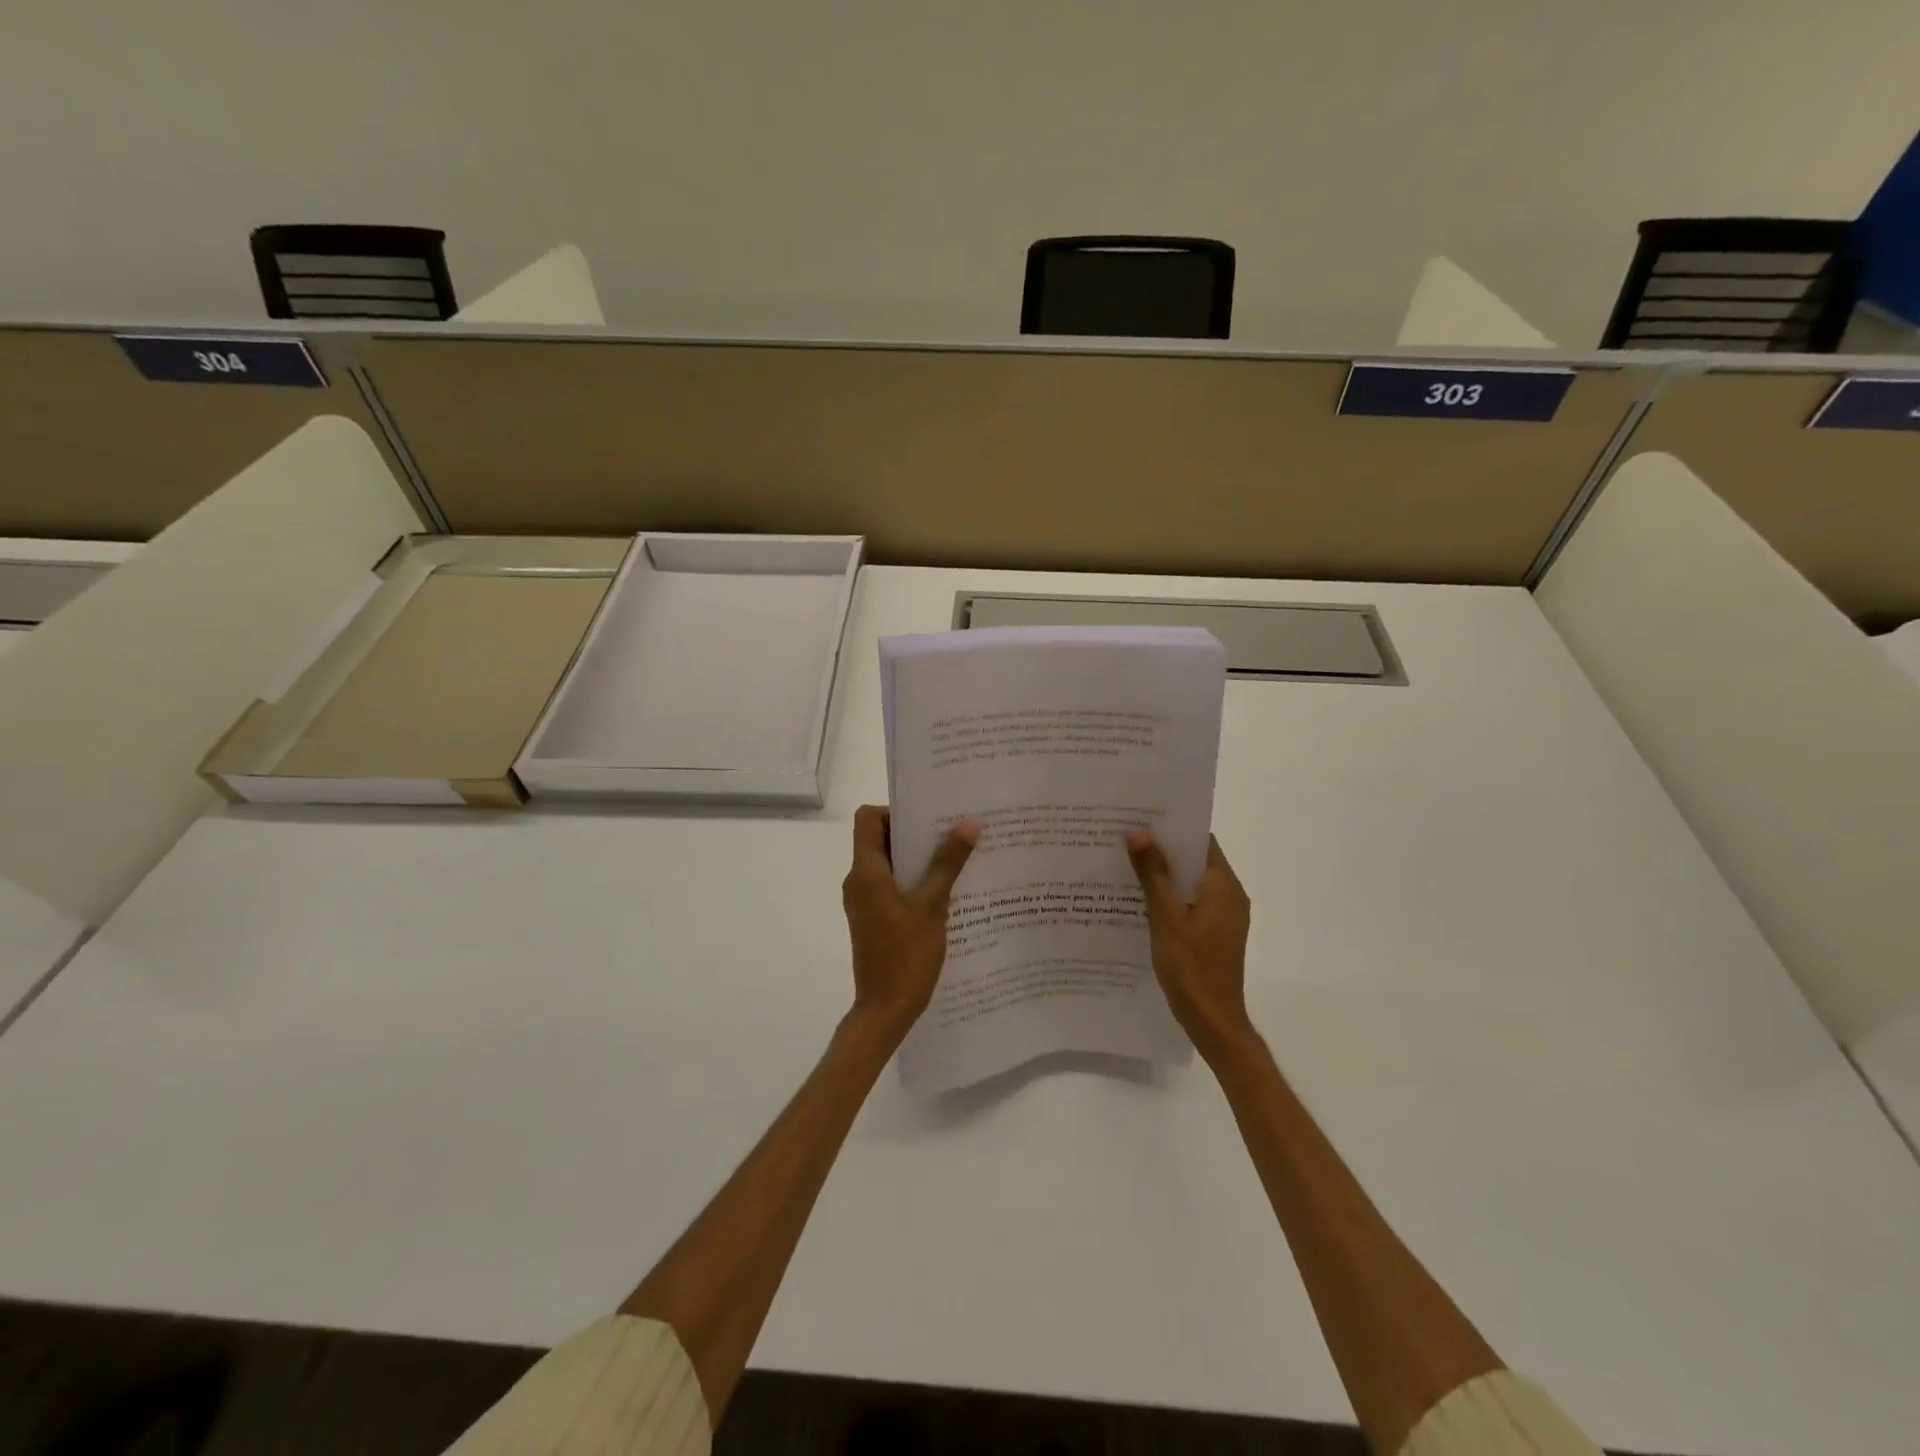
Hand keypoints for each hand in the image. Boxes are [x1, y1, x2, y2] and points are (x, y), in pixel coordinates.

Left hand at [842, 805, 979, 1042]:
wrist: (885, 1010)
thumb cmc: (906, 956)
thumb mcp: (932, 906)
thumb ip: (948, 863)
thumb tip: (969, 823)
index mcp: (865, 872)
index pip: (868, 818)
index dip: (895, 811)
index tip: (929, 817)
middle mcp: (858, 881)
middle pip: (879, 839)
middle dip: (914, 832)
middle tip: (952, 829)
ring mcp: (864, 901)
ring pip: (888, 863)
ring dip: (917, 857)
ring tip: (956, 856)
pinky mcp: (873, 917)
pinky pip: (890, 885)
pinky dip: (913, 879)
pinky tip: (946, 888)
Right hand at [1125, 831, 1254, 1059]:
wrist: (1212, 1021)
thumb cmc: (1190, 967)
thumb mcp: (1165, 916)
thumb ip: (1153, 873)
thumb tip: (1137, 831)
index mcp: (1224, 886)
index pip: (1201, 841)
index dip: (1173, 827)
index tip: (1142, 816)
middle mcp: (1230, 896)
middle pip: (1195, 860)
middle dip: (1163, 848)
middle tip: (1125, 836)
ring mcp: (1224, 916)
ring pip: (1191, 882)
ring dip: (1164, 873)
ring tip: (1126, 862)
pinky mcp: (1215, 933)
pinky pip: (1191, 902)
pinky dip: (1170, 895)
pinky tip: (1140, 898)